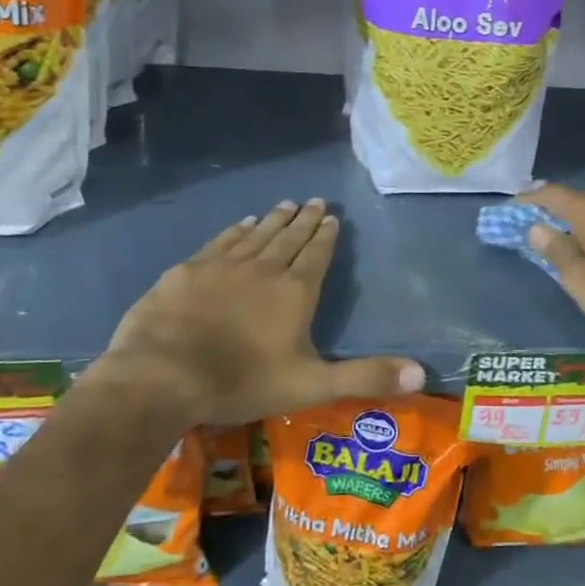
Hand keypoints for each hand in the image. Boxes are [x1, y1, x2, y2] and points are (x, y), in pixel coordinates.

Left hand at [87, 200, 423, 425]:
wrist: (163, 375)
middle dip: (305, 219)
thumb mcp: (311, 385)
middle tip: (315, 200)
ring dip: (274, 219)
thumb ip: (365, 377)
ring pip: (257, 234)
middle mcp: (264, 268)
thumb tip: (422, 372)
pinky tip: (243, 223)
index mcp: (295, 291)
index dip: (326, 235)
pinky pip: (222, 241)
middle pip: (290, 237)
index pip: (317, 254)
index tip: (332, 216)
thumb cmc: (241, 381)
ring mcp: (224, 265)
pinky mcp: (189, 270)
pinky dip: (237, 230)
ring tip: (286, 203)